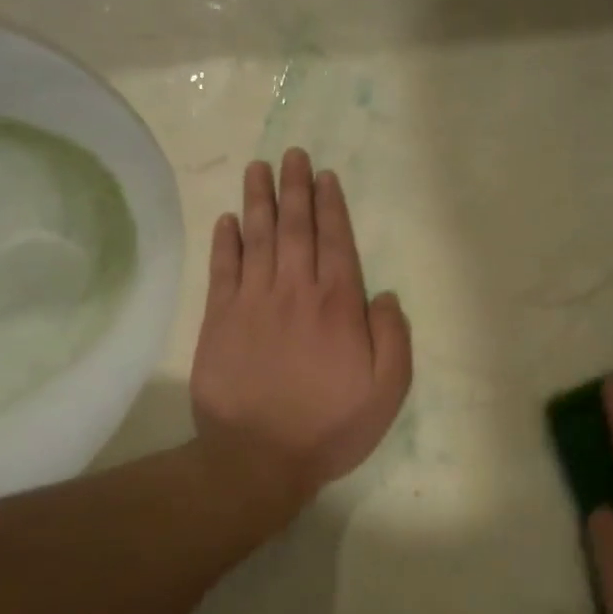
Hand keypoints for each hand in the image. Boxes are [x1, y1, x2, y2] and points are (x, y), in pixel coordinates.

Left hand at [190, 148, 412, 527]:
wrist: (258, 458)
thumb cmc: (329, 427)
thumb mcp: (387, 392)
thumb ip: (393, 338)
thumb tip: (383, 295)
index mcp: (338, 306)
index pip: (336, 242)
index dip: (331, 206)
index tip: (325, 177)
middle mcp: (295, 292)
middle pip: (295, 229)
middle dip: (296, 188)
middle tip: (292, 155)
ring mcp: (253, 303)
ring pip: (258, 239)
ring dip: (259, 200)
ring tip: (259, 169)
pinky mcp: (220, 320)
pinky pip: (223, 270)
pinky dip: (226, 241)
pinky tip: (228, 219)